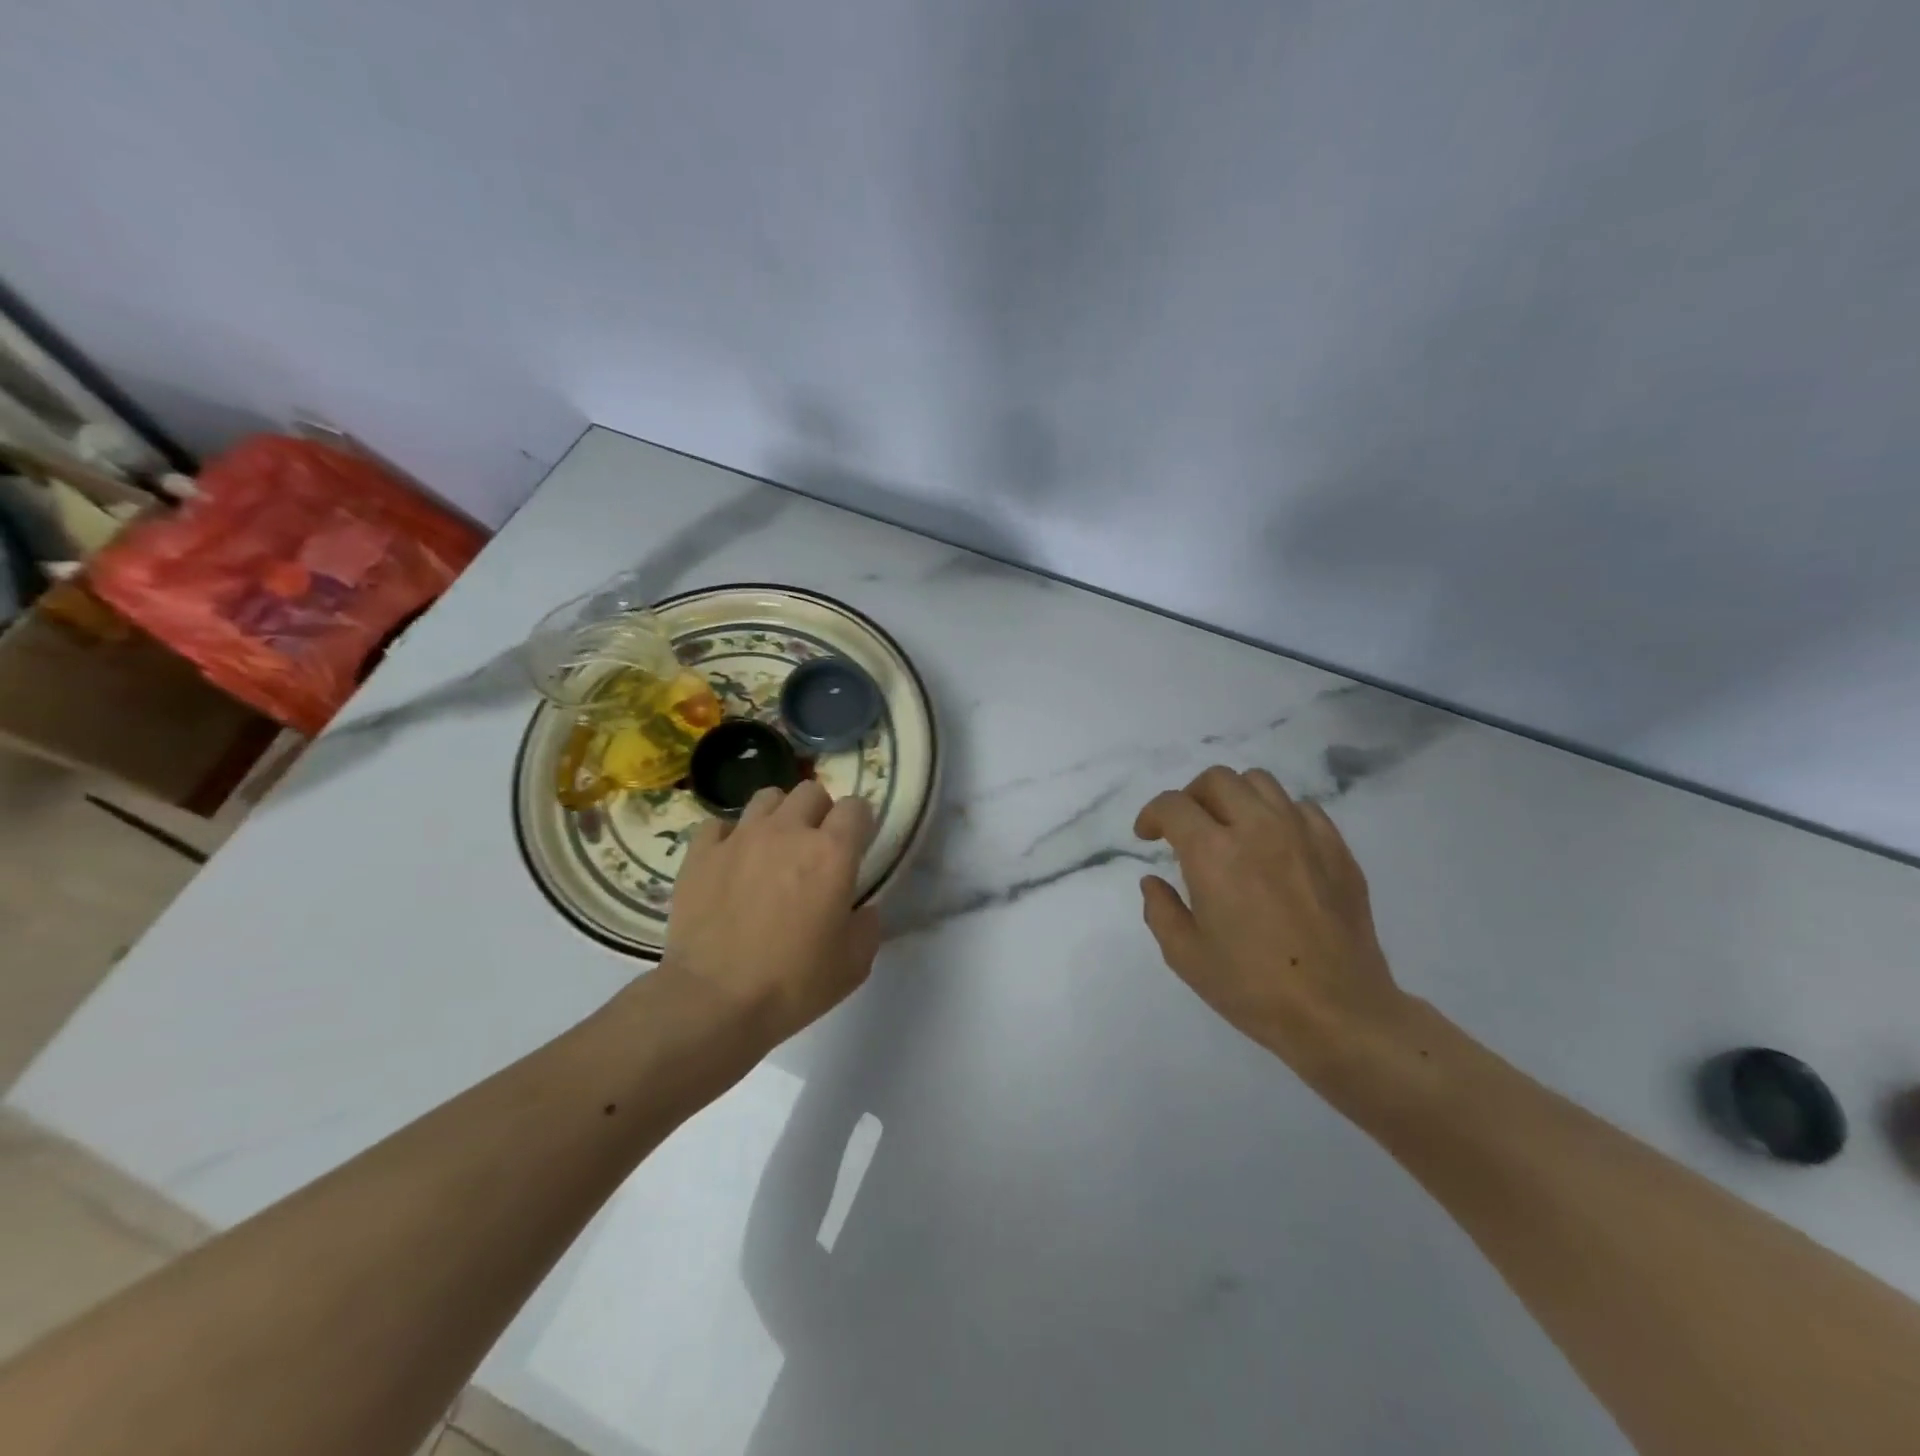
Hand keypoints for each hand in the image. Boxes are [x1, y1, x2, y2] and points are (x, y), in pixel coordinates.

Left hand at [663, 781, 882, 1049]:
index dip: (860, 823)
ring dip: (778, 815)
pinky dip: (730, 837)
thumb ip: (868, 925)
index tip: (857, 846)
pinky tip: (731, 862)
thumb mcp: (854, 964)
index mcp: (832, 853)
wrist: (713, 1001)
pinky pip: (719, 825)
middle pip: (811, 791)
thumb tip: (862, 909)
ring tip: (774, 846)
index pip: (856, 807)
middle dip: (820, 811)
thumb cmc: (793, 984)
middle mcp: (788, 831)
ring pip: (766, 797)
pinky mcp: (701, 853)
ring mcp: (740, 837)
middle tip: (816, 846)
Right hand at [1134, 766, 1410, 1085]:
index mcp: (1213, 853)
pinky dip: (1278, 814)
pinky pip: (1302, 808)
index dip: (1151, 815)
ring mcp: (1303, 834)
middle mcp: (1257, 829)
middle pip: (1217, 780)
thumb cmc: (1252, 987)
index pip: (1173, 805)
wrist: (1338, 1013)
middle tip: (1186, 828)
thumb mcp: (1185, 956)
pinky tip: (1275, 845)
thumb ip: (1160, 910)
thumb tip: (1153, 882)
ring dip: (1235, 798)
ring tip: (1231, 829)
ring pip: (1261, 782)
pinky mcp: (1337, 849)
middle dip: (1191, 797)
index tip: (1148, 836)